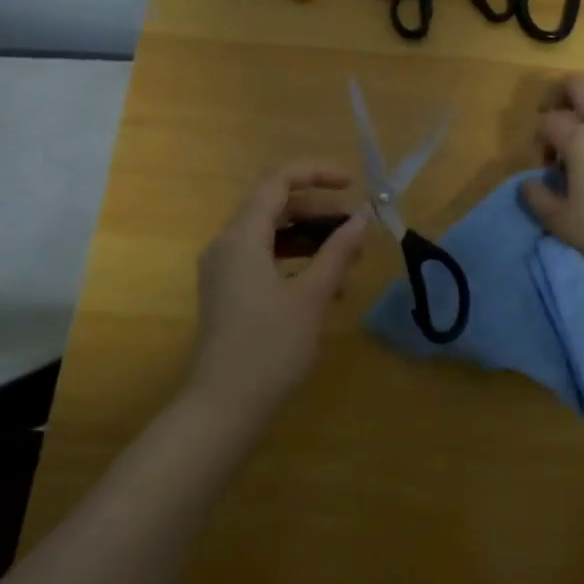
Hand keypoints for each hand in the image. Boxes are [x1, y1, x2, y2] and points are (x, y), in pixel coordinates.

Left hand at [186, 160, 368, 418]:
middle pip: (274, 207)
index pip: (278, 182)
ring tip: (348, 262)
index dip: (316, 173)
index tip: (351, 184)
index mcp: (242, 237)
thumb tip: (361, 218)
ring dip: (310, 240)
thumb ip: (337, 252)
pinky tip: (325, 289)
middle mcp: (227, 245)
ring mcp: (224, 270)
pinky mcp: (228, 293)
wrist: (222, 409)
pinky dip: (295, 262)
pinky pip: (264, 260)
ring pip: (271, 236)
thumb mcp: (312, 297)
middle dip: (318, 212)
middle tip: (356, 230)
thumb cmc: (269, 348)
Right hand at [521, 75, 583, 285]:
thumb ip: (537, 198)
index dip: (539, 139)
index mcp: (581, 139)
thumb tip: (529, 183)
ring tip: (581, 125)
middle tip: (552, 119)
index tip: (544, 166)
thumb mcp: (562, 223)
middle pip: (580, 84)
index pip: (550, 121)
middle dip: (559, 95)